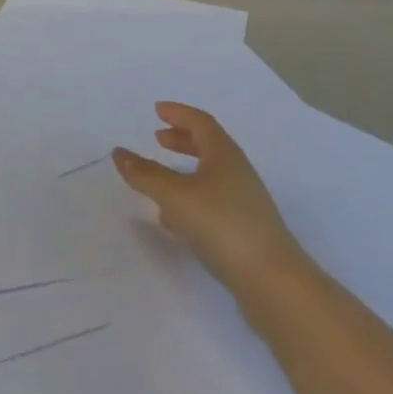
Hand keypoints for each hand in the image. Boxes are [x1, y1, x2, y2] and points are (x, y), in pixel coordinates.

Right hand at [113, 102, 305, 307]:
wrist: (273, 284)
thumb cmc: (222, 225)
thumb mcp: (175, 196)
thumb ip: (146, 175)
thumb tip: (119, 152)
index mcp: (224, 155)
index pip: (201, 123)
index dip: (178, 114)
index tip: (157, 110)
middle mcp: (238, 174)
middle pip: (208, 147)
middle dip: (182, 140)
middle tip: (158, 138)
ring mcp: (245, 204)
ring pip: (210, 177)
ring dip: (184, 173)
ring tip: (160, 182)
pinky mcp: (246, 232)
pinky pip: (213, 204)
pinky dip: (191, 201)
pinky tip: (175, 221)